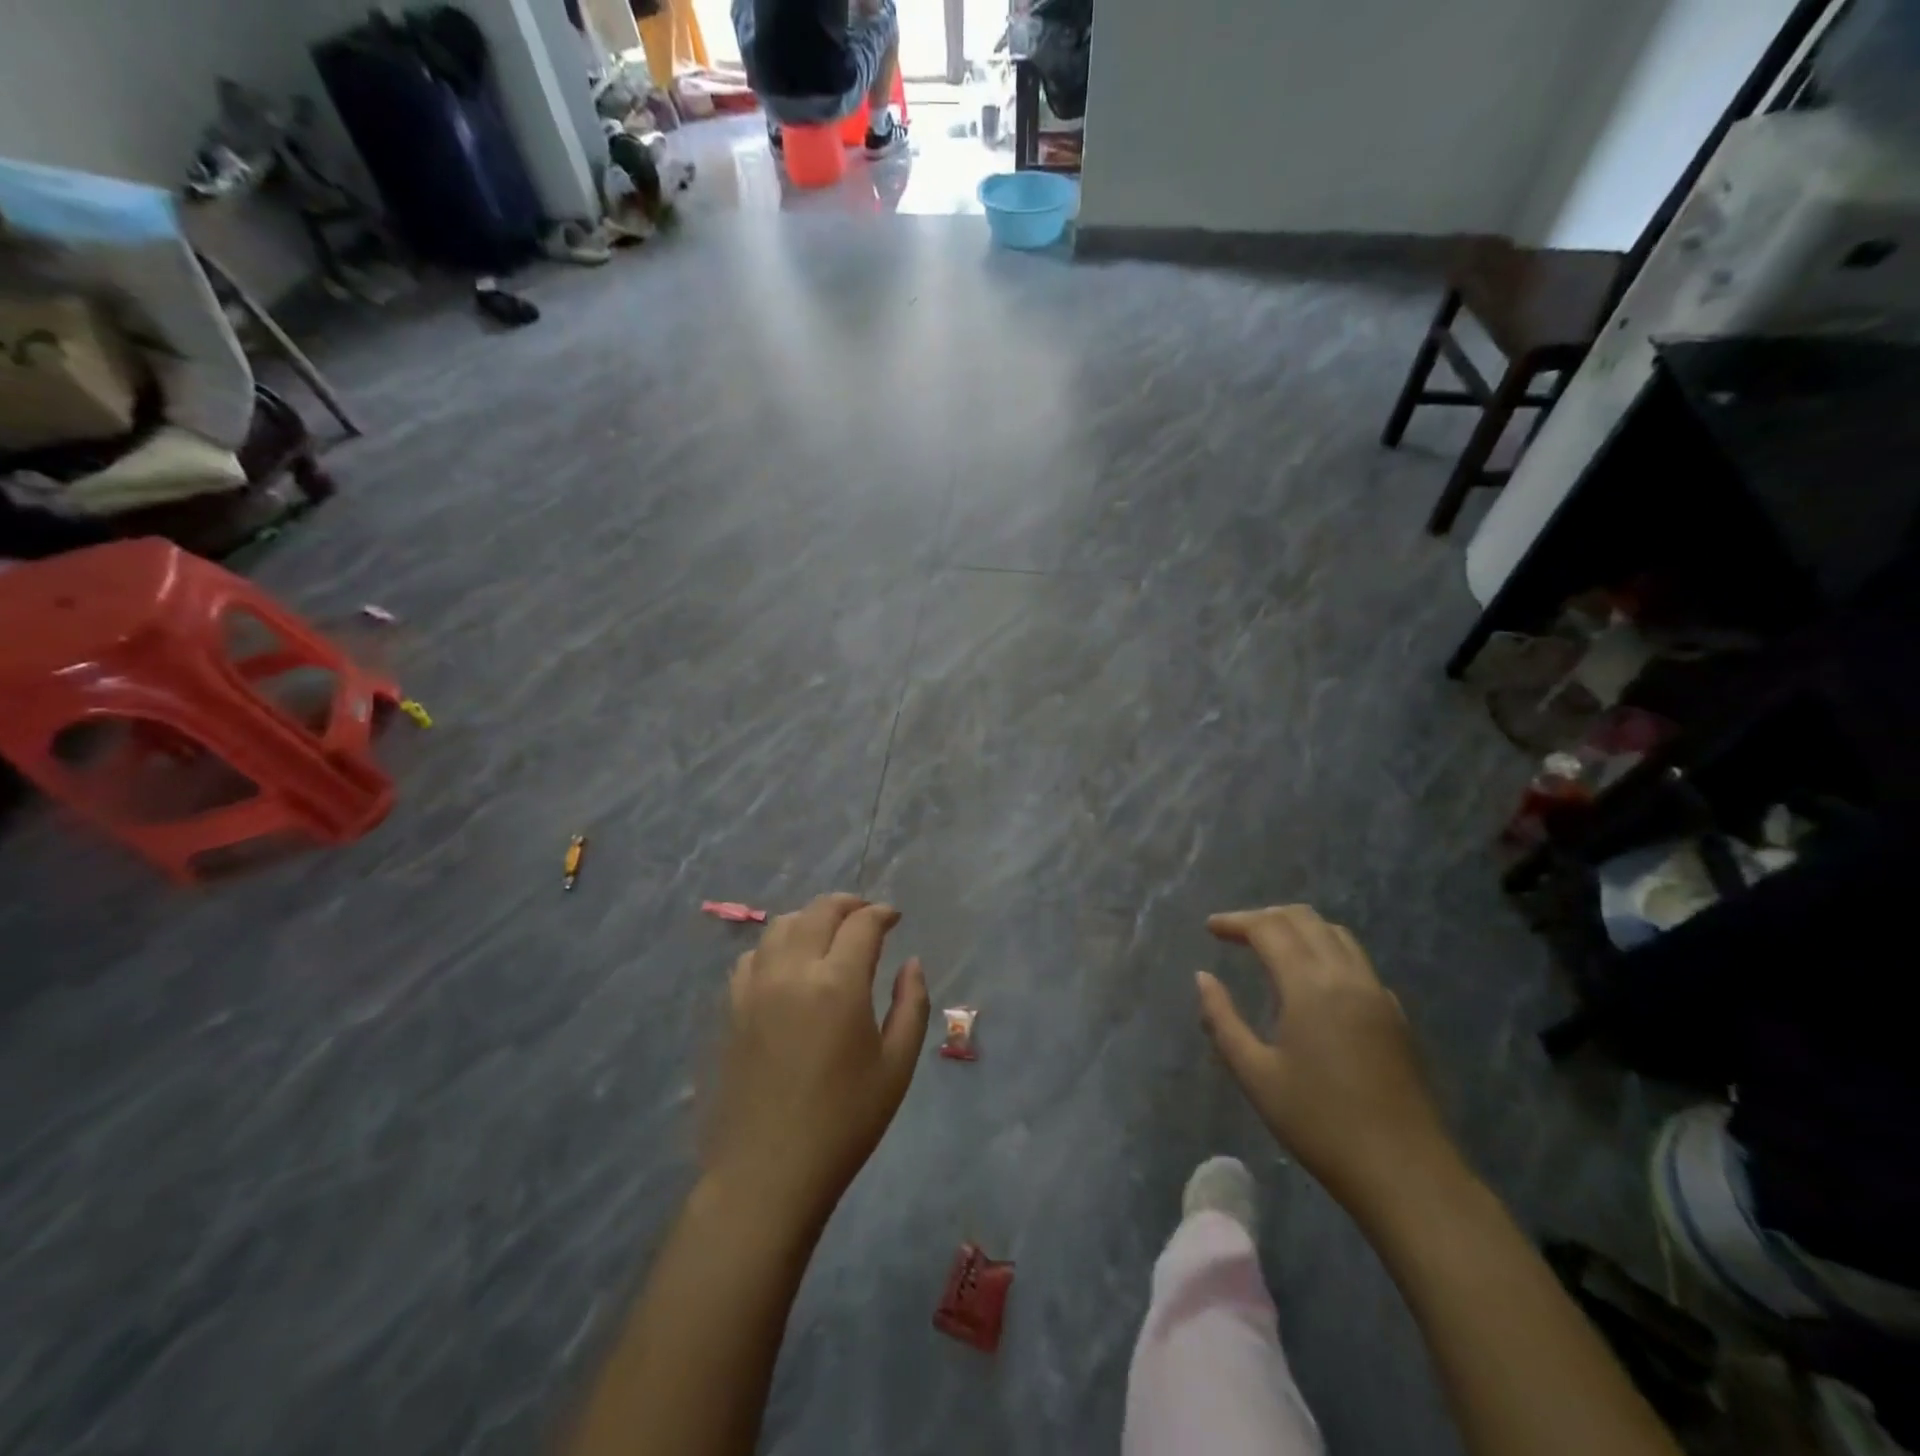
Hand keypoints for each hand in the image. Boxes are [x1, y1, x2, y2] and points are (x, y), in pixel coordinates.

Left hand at [704, 894, 929, 1224]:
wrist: (768, 1172)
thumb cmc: (844, 1122)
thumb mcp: (896, 1066)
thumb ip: (911, 1004)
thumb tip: (912, 963)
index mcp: (838, 983)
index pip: (862, 924)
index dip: (882, 914)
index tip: (894, 918)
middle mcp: (793, 971)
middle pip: (819, 911)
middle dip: (848, 904)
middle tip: (867, 916)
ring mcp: (756, 986)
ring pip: (782, 925)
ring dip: (811, 919)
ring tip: (829, 934)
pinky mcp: (732, 1007)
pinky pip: (754, 955)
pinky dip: (777, 945)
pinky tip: (789, 966)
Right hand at [1197, 905, 1457, 1215]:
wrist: (1404, 1172)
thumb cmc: (1319, 1123)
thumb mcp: (1255, 1074)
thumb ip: (1222, 1019)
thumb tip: (1203, 978)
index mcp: (1310, 985)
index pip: (1268, 928)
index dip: (1236, 921)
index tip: (1211, 928)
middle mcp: (1346, 976)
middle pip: (1304, 919)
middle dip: (1265, 917)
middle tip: (1236, 933)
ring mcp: (1377, 993)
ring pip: (1335, 934)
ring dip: (1298, 928)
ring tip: (1270, 947)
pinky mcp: (1395, 1014)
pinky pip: (1356, 961)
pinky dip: (1326, 951)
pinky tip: (1312, 982)